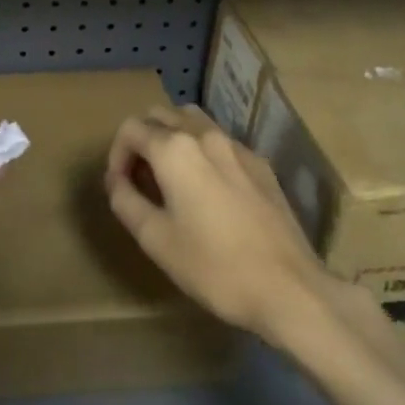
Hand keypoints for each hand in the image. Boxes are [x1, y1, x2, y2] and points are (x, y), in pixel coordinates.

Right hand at [106, 105, 334, 342]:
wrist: (289, 288)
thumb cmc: (214, 267)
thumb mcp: (155, 239)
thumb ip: (126, 200)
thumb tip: (115, 179)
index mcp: (175, 149)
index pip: (131, 129)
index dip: (116, 155)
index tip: (120, 186)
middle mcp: (205, 135)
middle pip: (161, 115)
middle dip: (143, 140)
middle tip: (141, 179)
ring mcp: (237, 146)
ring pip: (193, 121)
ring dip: (173, 138)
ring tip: (171, 176)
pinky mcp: (261, 164)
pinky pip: (220, 141)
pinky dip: (202, 150)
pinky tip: (208, 188)